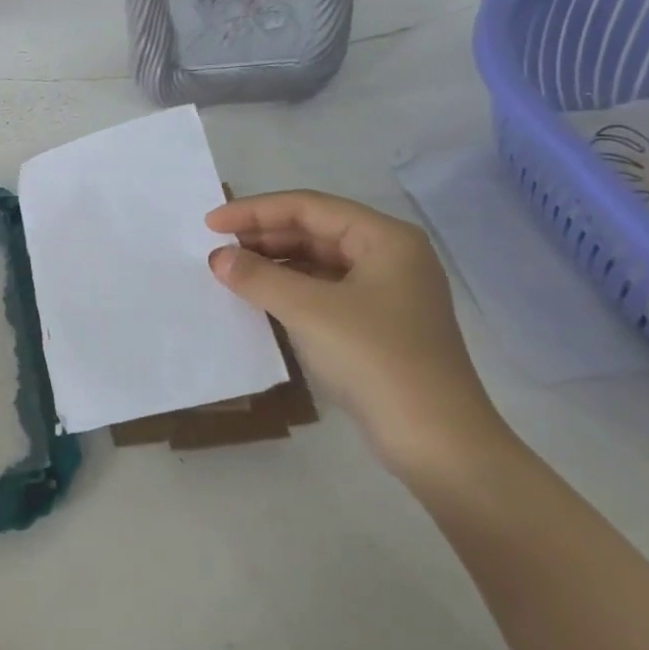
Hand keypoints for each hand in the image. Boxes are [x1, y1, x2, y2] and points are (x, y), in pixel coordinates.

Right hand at [206, 190, 509, 475]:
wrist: (438, 442)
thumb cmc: (376, 360)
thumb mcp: (309, 311)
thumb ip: (259, 277)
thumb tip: (218, 258)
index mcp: (385, 238)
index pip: (309, 207)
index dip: (255, 211)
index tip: (210, 224)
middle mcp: (390, 256)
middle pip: (315, 230)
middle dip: (264, 236)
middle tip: (216, 248)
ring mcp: (388, 292)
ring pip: (319, 261)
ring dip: (275, 263)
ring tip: (231, 270)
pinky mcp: (379, 324)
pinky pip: (325, 290)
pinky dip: (291, 289)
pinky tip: (261, 297)